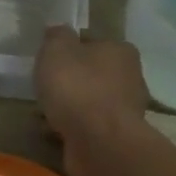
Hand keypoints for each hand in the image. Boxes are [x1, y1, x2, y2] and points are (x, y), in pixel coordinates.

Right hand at [35, 25, 149, 175]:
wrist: (99, 143)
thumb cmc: (78, 89)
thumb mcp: (57, 50)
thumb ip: (56, 36)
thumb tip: (58, 32)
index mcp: (121, 50)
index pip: (92, 43)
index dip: (69, 50)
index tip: (49, 62)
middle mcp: (130, 77)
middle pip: (93, 74)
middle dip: (70, 82)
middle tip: (45, 89)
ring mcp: (126, 110)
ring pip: (90, 102)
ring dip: (70, 108)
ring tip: (44, 115)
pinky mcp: (117, 137)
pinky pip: (89, 127)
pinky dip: (73, 128)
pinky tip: (54, 133)